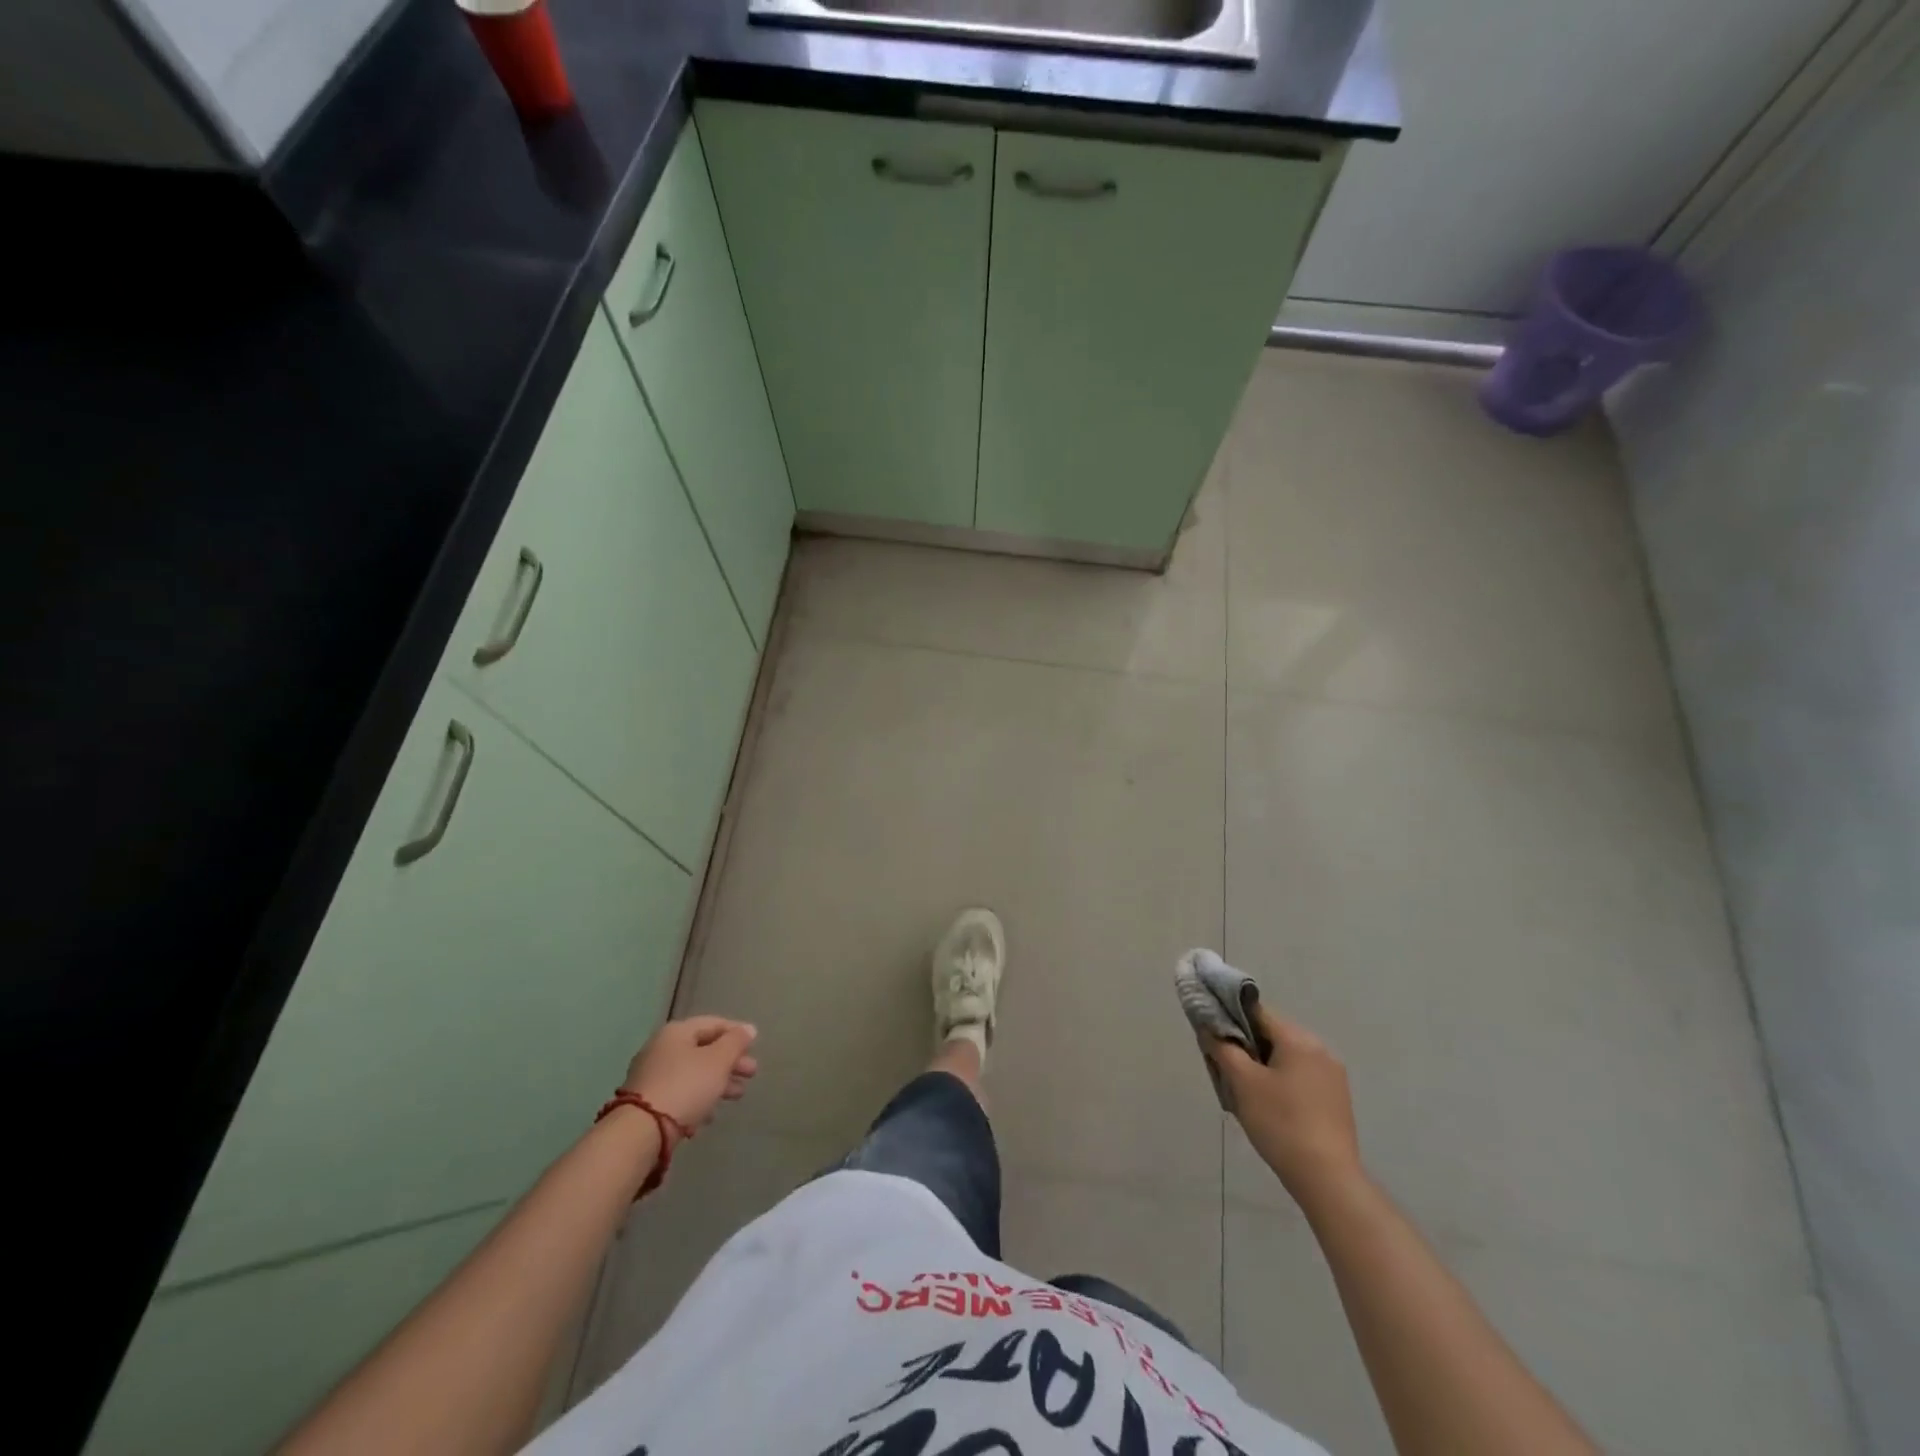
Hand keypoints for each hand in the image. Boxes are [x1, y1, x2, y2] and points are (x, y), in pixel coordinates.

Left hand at [621, 1016, 758, 1131]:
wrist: (641, 1132)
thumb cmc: (686, 1087)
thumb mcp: (718, 1061)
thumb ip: (735, 1043)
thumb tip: (748, 1029)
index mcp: (677, 1032)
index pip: (713, 1024)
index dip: (737, 1033)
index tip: (755, 1046)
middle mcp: (661, 1049)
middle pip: (703, 1050)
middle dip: (730, 1062)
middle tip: (751, 1074)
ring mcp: (651, 1076)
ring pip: (693, 1074)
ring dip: (717, 1083)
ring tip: (737, 1096)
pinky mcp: (646, 1103)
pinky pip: (679, 1094)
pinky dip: (698, 1100)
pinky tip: (709, 1116)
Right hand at [1208, 1005, 1362, 1204]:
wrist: (1327, 1178)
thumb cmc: (1280, 1122)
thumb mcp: (1242, 1082)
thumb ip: (1222, 1047)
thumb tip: (1208, 1027)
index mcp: (1298, 1039)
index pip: (1256, 1011)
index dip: (1230, 1019)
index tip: (1213, 1038)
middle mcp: (1320, 1048)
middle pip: (1272, 1034)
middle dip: (1246, 1046)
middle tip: (1226, 1070)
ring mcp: (1333, 1075)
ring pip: (1286, 1056)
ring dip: (1263, 1065)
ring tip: (1246, 1093)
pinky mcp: (1337, 1098)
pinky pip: (1301, 1075)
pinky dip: (1282, 1081)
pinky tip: (1271, 1107)